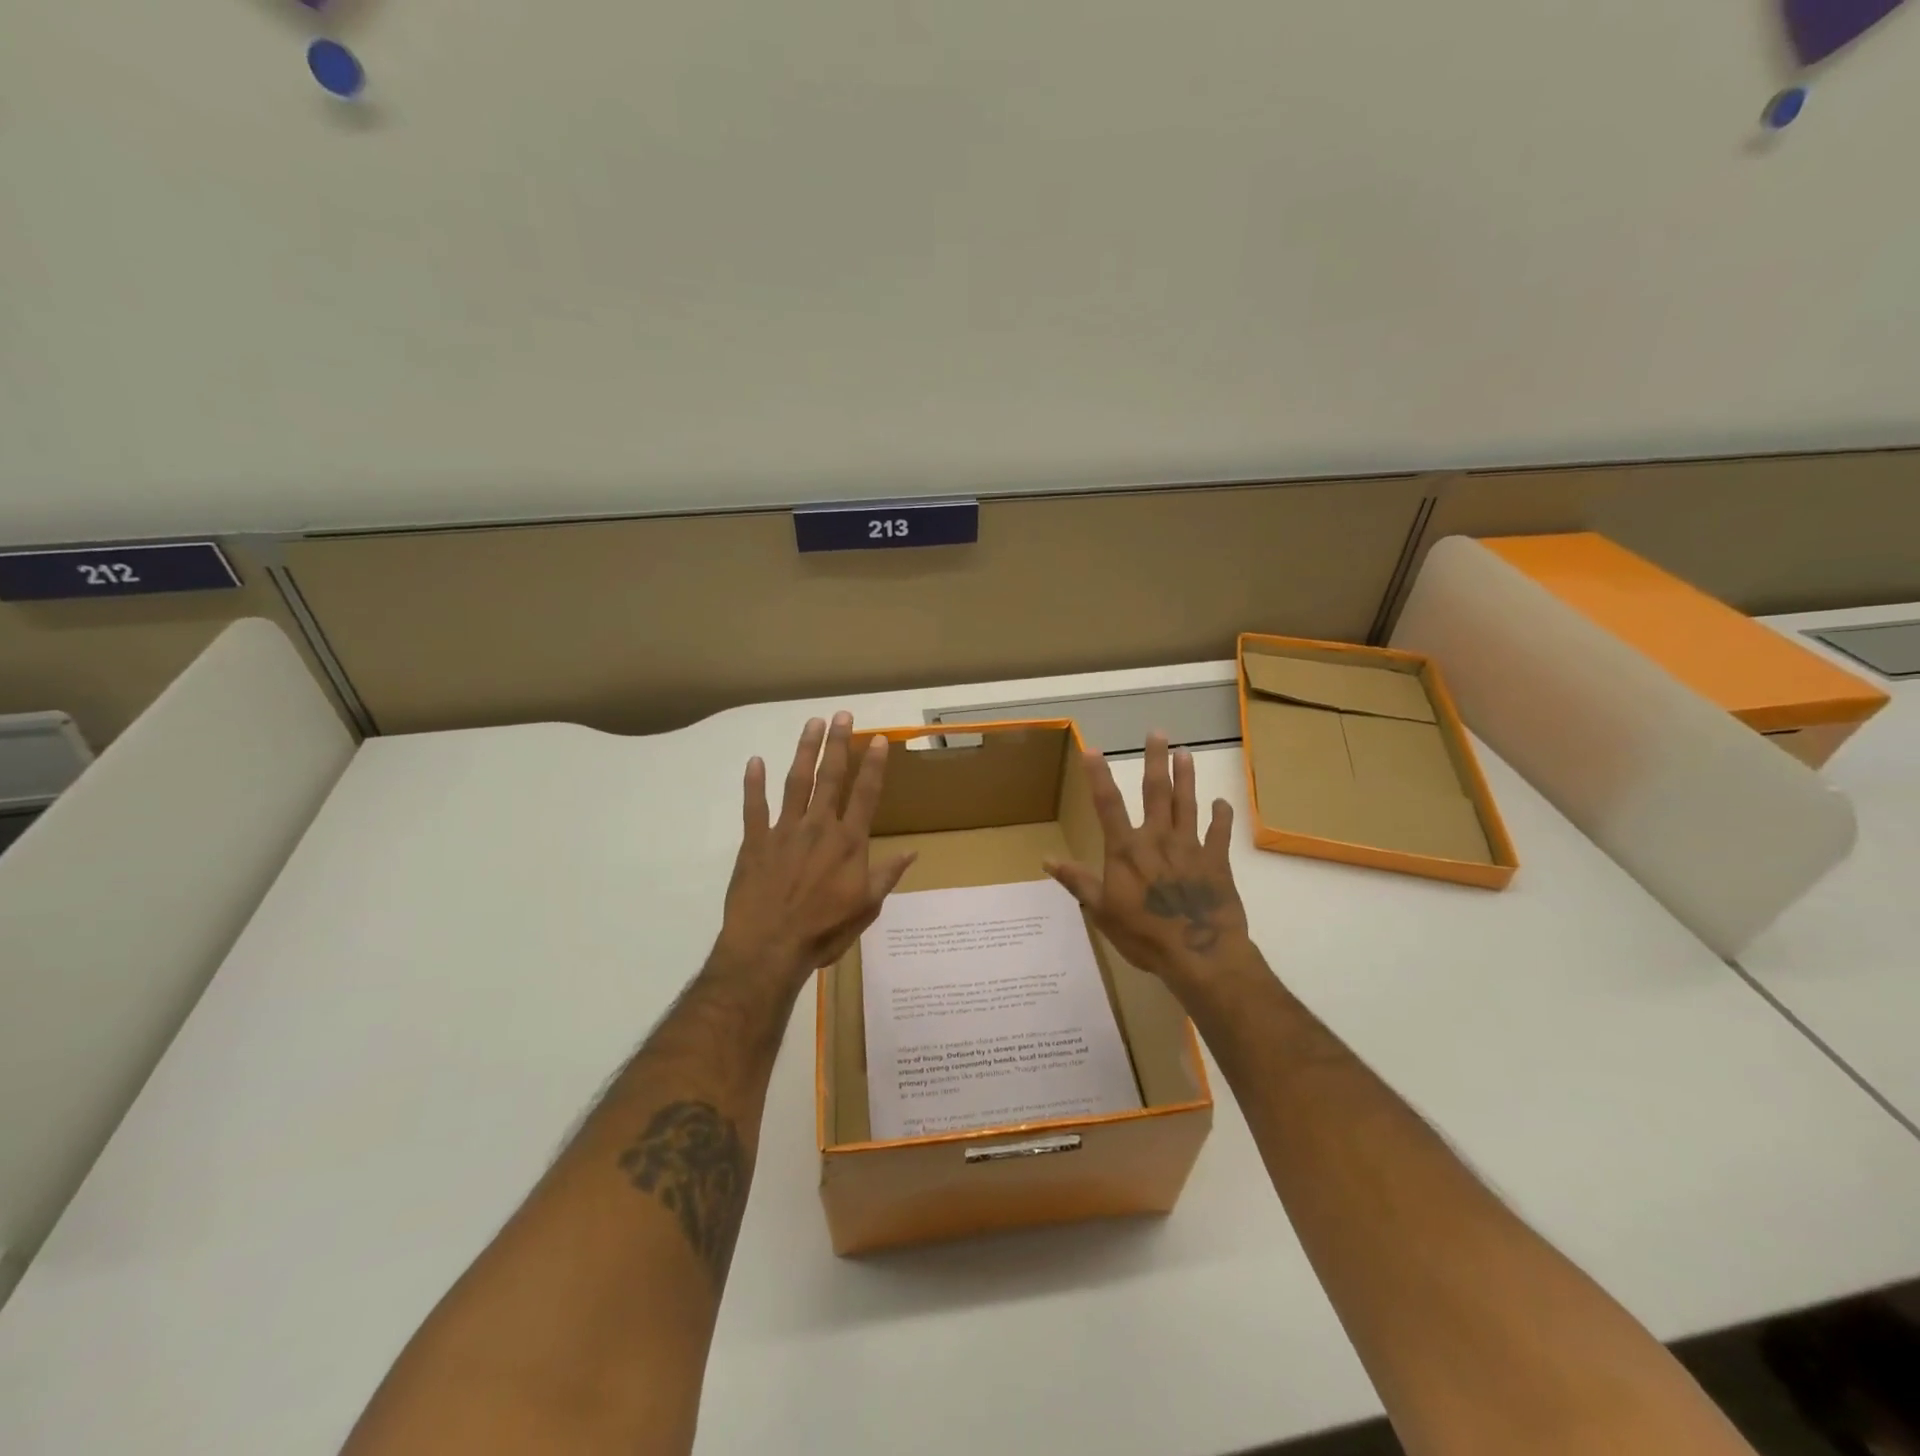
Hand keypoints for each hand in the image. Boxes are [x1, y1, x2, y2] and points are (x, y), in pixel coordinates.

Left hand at [716, 712, 915, 980]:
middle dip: (838, 744)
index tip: (878, 738)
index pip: (865, 794)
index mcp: (848, 843)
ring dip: (804, 751)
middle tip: (841, 715)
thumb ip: (887, 876)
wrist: (769, 949)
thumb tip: (913, 852)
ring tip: (811, 723)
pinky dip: (754, 783)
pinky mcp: (755, 842)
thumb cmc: (824, 931)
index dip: (873, 765)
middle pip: (831, 777)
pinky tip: (755, 761)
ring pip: (796, 782)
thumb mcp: (866, 908)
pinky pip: (754, 806)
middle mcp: (819, 827)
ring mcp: (784, 831)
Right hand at [1044, 732, 1250, 995]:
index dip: (1099, 776)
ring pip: (1187, 803)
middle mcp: (1158, 839)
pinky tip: (1221, 802)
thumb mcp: (1102, 912)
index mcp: (1126, 850)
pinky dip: (1220, 816)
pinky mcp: (1216, 862)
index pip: (1108, 805)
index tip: (1093, 749)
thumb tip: (1047, 859)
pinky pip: (1219, 833)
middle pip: (1156, 792)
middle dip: (1155, 761)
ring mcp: (1190, 847)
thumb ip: (1078, 882)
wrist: (1199, 954)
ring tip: (1186, 753)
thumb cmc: (1144, 935)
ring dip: (1186, 777)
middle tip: (1158, 733)